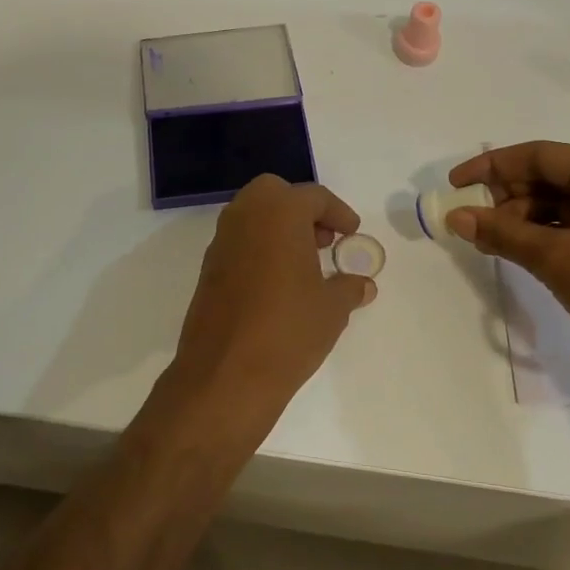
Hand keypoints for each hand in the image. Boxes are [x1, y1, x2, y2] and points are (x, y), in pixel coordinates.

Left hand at [171, 175, 376, 413]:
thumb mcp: (332, 309)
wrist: (225, 374)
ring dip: (278, 228)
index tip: (351, 233)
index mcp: (279, 213)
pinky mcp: (208, 270)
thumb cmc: (288, 330)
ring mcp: (221, 243)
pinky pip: (238, 243)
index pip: (313, 197)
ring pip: (252, 216)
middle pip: (274, 194)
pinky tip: (277, 284)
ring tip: (304, 263)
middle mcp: (244, 217)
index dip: (338, 213)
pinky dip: (259, 249)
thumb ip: (349, 288)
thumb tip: (361, 284)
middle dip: (301, 209)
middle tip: (323, 240)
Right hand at [444, 142, 569, 339]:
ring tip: (494, 243)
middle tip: (474, 222)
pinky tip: (525, 250)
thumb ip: (501, 232)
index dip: (491, 167)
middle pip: (554, 176)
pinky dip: (551, 233)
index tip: (456, 185)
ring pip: (567, 202)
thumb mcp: (554, 257)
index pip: (540, 155)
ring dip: (526, 219)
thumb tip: (456, 217)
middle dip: (508, 198)